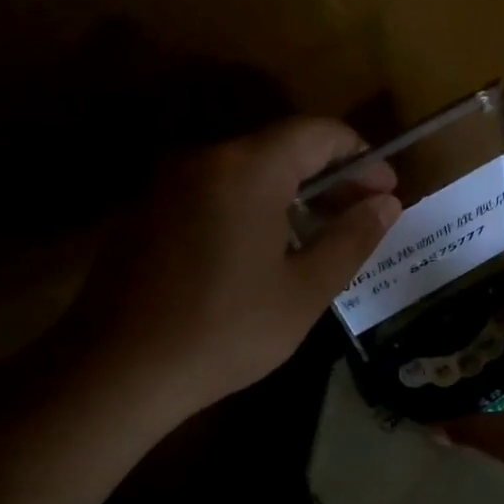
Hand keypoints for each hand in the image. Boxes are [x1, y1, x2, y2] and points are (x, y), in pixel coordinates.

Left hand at [73, 118, 398, 418]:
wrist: (117, 370)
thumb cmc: (225, 330)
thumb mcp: (304, 291)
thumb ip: (351, 238)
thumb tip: (386, 203)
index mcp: (247, 170)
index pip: (317, 133)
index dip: (361, 156)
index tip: (386, 190)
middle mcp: (204, 160)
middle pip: (280, 148)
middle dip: (329, 176)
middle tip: (362, 214)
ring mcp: (168, 185)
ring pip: (246, 171)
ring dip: (291, 193)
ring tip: (320, 235)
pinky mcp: (147, 213)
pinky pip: (213, 192)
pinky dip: (251, 206)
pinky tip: (263, 251)